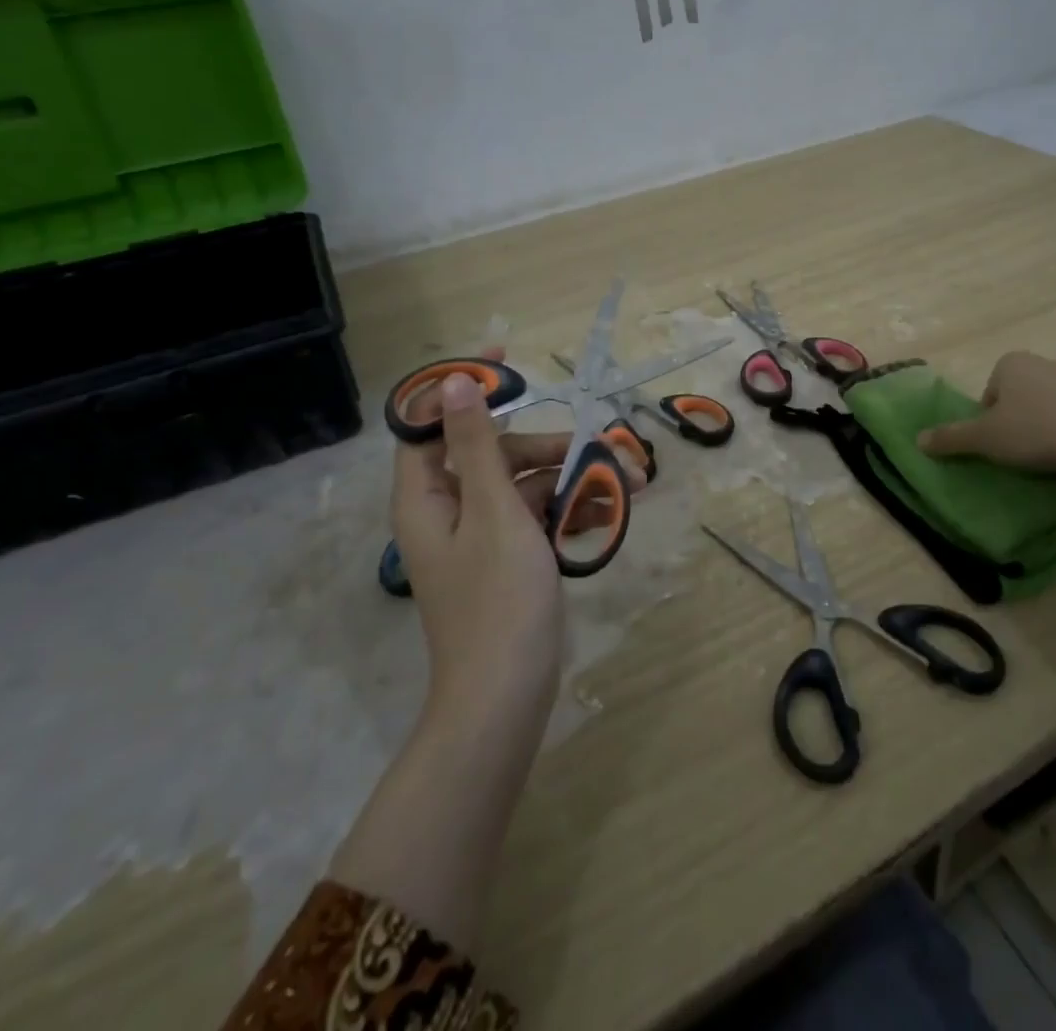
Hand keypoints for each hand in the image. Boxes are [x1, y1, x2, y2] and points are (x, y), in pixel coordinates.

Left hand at [392, 350, 646, 711]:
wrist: (506, 697)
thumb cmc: (498, 600)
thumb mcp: (495, 511)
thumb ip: (477, 445)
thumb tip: (452, 384)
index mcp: (427, 495)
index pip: (431, 422)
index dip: (463, 385)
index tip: (505, 358)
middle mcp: (448, 509)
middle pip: (493, 452)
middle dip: (547, 444)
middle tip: (598, 444)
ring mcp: (480, 535)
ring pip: (523, 484)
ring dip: (571, 477)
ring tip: (628, 481)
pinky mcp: (507, 557)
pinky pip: (536, 516)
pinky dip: (570, 508)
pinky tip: (611, 509)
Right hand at [915, 351, 1055, 479]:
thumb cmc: (1034, 431)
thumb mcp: (984, 438)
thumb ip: (951, 437)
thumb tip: (918, 440)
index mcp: (1011, 364)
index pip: (990, 391)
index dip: (988, 418)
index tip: (998, 441)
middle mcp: (1044, 363)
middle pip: (1020, 395)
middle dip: (1018, 419)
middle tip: (1020, 450)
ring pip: (1051, 404)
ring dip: (1047, 424)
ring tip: (1050, 455)